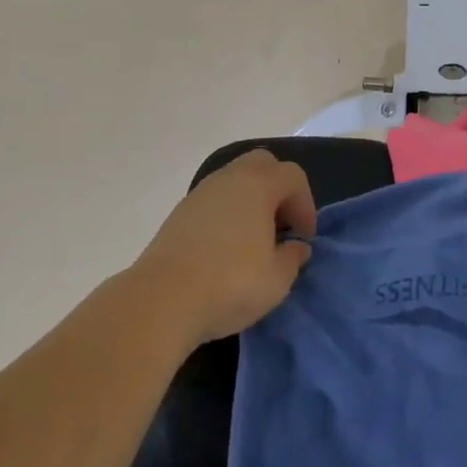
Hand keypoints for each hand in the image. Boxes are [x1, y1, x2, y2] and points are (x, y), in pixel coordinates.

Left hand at [133, 149, 316, 346]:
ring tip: (253, 240)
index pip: (293, 177)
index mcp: (259, 184)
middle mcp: (230, 178)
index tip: (303, 238)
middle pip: (262, 165)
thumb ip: (293, 257)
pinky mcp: (179, 213)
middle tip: (280, 227)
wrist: (161, 301)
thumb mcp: (277, 279)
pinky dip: (227, 214)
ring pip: (235, 181)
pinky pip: (214, 200)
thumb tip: (296, 246)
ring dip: (251, 202)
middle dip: (278, 191)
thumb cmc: (229, 284)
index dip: (305, 205)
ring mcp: (201, 192)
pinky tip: (225, 249)